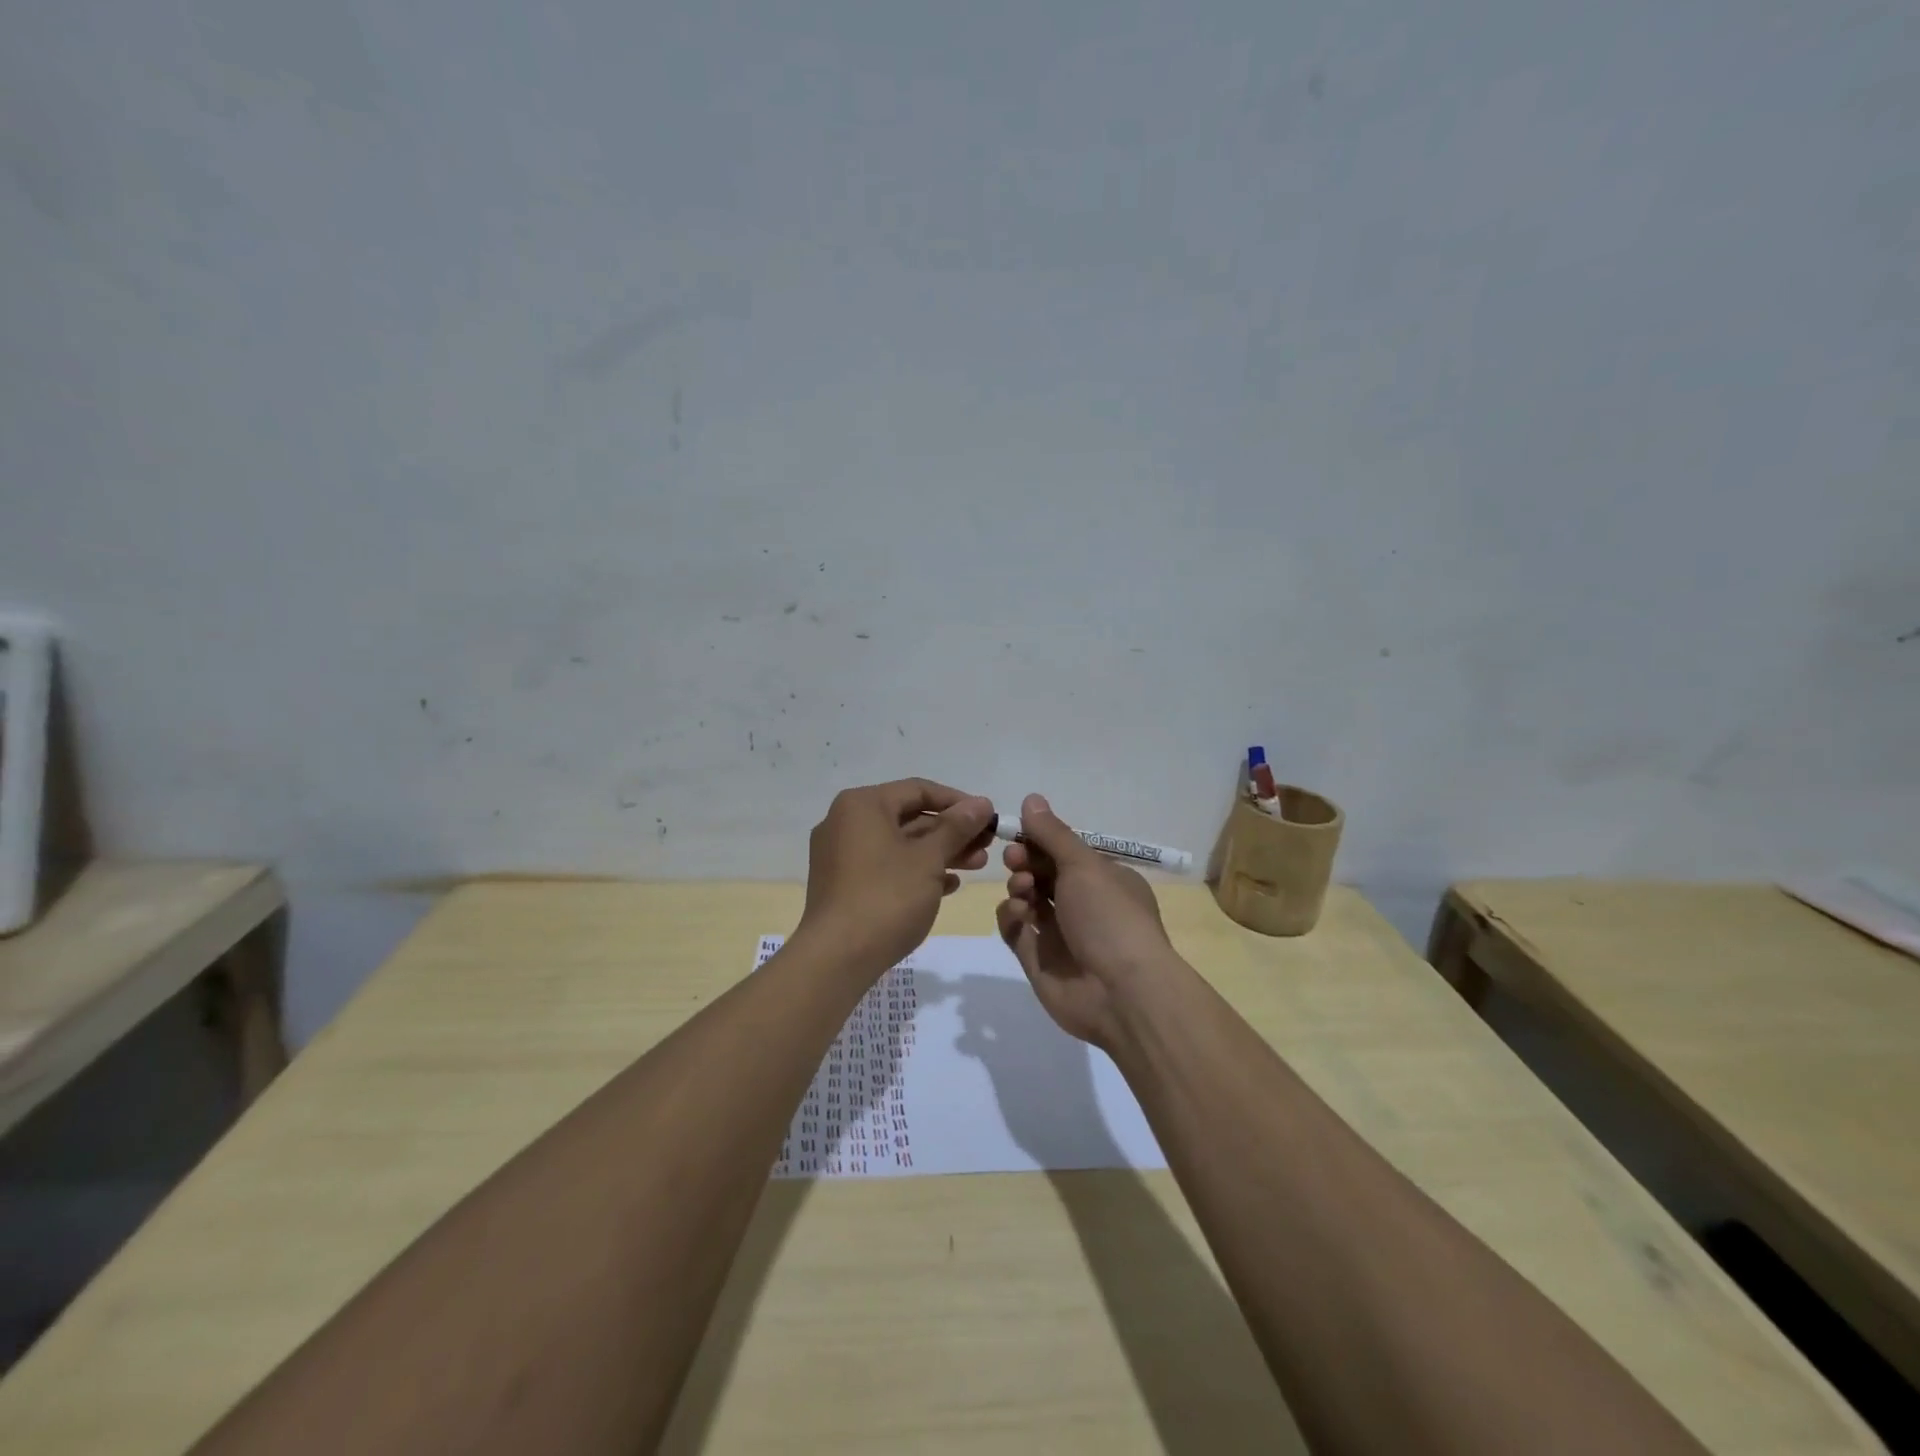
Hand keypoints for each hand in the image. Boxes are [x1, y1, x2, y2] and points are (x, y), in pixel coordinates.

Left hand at [799, 778, 995, 976]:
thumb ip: (958, 827)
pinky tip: (948, 886)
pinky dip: (916, 871)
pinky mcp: (843, 884)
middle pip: (909, 817)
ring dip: (940, 852)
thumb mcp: (929, 858)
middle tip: (988, 845)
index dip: (959, 802)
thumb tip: (981, 803)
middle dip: (952, 831)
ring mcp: (841, 855)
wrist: (837, 958)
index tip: (989, 818)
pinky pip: (886, 867)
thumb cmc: (887, 897)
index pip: (919, 790)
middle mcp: (846, 822)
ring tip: (977, 865)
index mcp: (862, 805)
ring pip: (900, 844)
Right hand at [995, 793, 1179, 1049]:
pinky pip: (1016, 930)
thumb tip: (1031, 798)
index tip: (1020, 833)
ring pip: (1027, 899)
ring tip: (1023, 891)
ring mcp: (1061, 934)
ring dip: (1019, 887)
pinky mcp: (1039, 961)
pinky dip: (1012, 918)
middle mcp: (1084, 904)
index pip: (1064, 851)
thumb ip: (1053, 834)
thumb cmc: (1109, 917)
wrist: (1121, 993)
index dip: (1039, 840)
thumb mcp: (1084, 866)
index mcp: (1104, 879)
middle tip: (1016, 860)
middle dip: (1025, 861)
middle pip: (1043, 873)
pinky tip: (1019, 916)